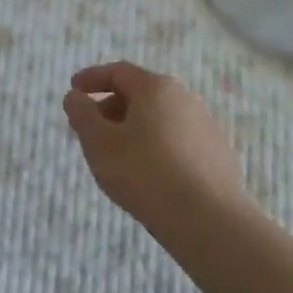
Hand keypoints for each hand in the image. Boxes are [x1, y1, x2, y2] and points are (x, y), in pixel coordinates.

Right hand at [62, 62, 249, 235]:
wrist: (209, 220)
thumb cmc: (145, 173)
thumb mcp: (99, 143)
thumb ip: (82, 115)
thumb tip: (74, 97)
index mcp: (156, 88)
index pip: (119, 72)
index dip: (92, 78)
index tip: (74, 89)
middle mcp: (185, 98)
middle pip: (142, 94)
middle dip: (112, 107)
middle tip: (92, 128)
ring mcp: (207, 127)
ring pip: (161, 119)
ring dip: (135, 129)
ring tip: (118, 155)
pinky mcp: (219, 156)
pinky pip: (179, 141)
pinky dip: (157, 147)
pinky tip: (150, 174)